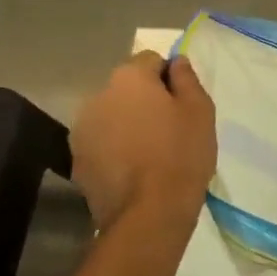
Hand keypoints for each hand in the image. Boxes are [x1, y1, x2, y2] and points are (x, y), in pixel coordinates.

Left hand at [70, 52, 216, 235]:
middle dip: (144, 100)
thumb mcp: (199, 109)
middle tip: (169, 127)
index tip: (182, 103)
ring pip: (112, 115)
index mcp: (128, 77)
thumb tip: (177, 62)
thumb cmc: (180, 153)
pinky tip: (133, 170)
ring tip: (149, 152)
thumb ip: (186, 78)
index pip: (151, 60)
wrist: (148, 214)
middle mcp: (98, 95)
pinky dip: (114, 148)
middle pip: (127, 88)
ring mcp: (82, 130)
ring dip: (127, 124)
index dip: (169, 78)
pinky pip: (101, 143)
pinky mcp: (77, 161)